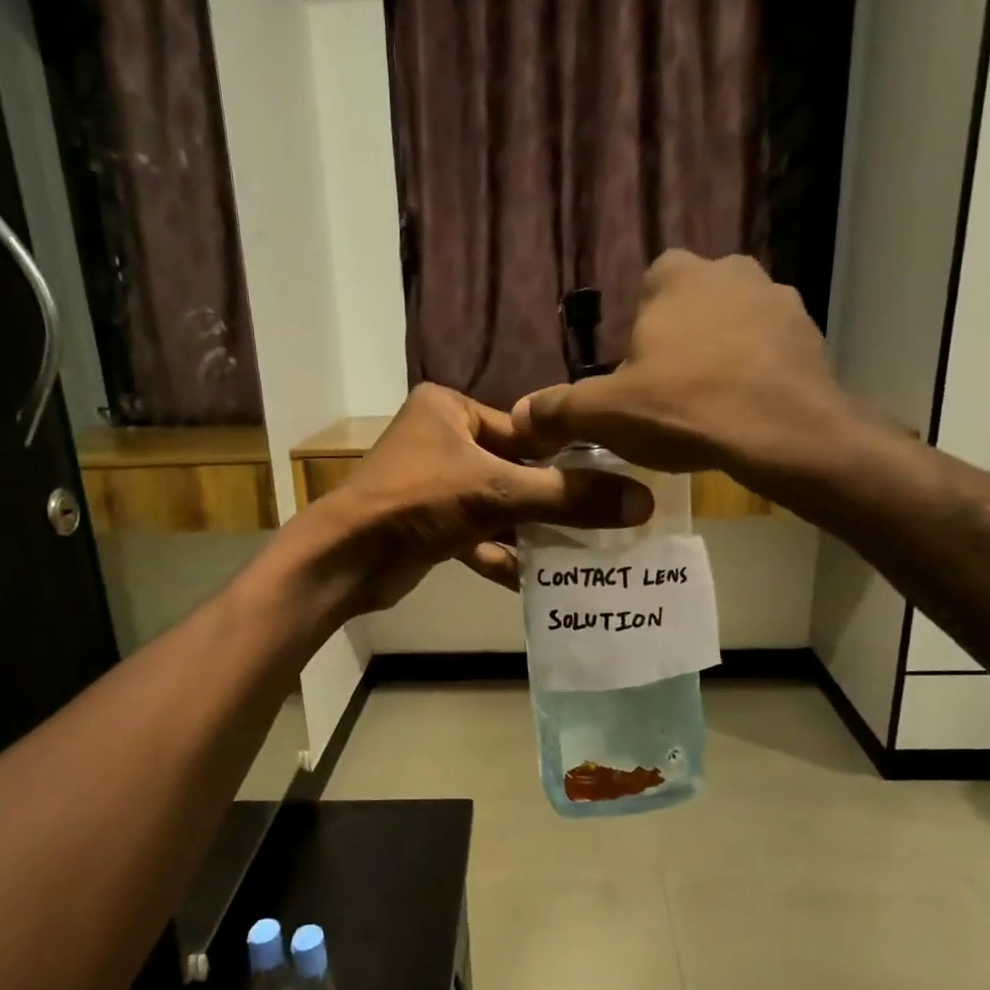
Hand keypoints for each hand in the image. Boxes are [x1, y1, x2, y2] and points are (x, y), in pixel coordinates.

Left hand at [298, 384, 651, 613]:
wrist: (347, 560)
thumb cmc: (418, 502)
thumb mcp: (498, 492)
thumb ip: (567, 496)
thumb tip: (642, 502)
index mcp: (450, 409)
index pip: (526, 430)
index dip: (568, 457)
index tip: (612, 482)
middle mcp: (442, 441)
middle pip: (515, 471)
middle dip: (553, 502)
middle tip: (605, 522)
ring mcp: (434, 485)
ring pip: (499, 508)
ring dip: (533, 533)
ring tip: (583, 553)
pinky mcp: (430, 526)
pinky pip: (480, 536)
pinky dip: (504, 556)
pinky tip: (538, 580)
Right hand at [512, 251, 862, 479]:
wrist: (782, 434)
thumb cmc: (684, 409)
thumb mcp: (605, 414)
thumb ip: (558, 410)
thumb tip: (519, 415)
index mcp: (675, 276)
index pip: (647, 288)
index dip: (639, 332)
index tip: (637, 374)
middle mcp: (730, 270)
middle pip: (692, 304)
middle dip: (681, 340)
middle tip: (670, 393)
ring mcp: (779, 299)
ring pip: (734, 325)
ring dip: (721, 355)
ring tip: (711, 407)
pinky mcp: (812, 335)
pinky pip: (770, 351)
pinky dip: (757, 374)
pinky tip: (746, 413)